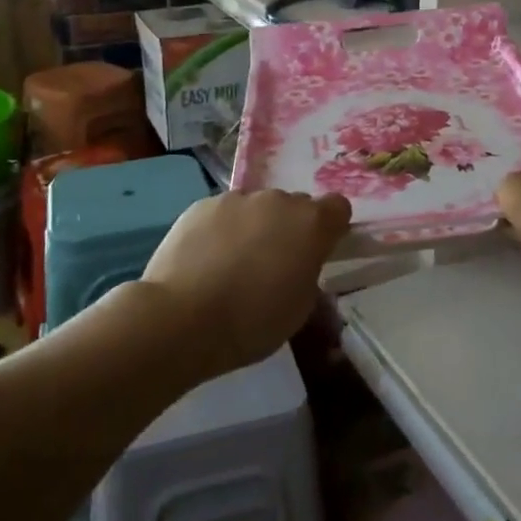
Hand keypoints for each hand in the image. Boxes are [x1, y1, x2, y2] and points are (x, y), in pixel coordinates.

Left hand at [140, 189, 352, 379]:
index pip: (338, 208)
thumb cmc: (252, 321)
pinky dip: (221, 231)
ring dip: (254, 228)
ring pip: (256, 208)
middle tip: (273, 265)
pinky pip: (223, 213)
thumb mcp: (300, 309)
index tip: (319, 252)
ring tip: (233, 265)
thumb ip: (308, 274)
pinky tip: (205, 262)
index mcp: (311, 224)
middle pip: (294, 206)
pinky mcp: (202, 205)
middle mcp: (278, 201)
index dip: (331, 228)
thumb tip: (300, 264)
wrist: (182, 318)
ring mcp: (237, 198)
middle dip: (290, 229)